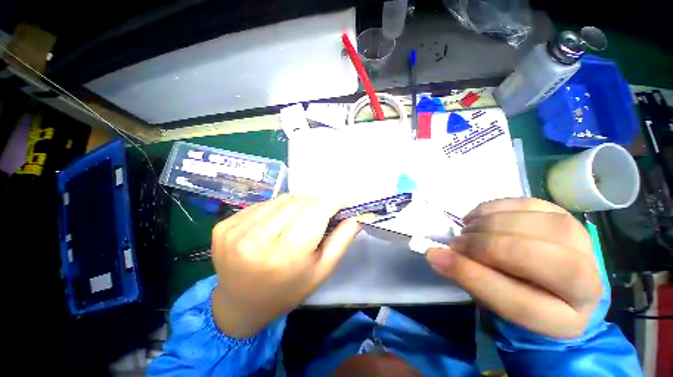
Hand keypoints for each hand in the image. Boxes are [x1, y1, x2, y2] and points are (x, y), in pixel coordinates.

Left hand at [210, 194, 360, 337]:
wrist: (240, 305)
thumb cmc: (288, 290)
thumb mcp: (321, 270)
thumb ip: (342, 240)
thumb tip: (355, 215)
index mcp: (286, 254)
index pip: (316, 210)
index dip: (333, 201)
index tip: (343, 202)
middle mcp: (257, 238)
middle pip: (299, 201)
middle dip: (317, 202)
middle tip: (324, 211)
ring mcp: (236, 230)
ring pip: (281, 199)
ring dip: (297, 203)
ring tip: (300, 217)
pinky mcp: (224, 225)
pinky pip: (263, 204)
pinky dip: (277, 208)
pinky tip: (277, 222)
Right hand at [426, 198, 601, 338]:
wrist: (549, 278)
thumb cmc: (516, 293)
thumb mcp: (491, 297)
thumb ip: (467, 277)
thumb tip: (435, 254)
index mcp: (566, 321)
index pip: (522, 302)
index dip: (474, 276)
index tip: (437, 256)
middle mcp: (588, 284)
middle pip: (543, 259)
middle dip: (489, 246)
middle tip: (457, 242)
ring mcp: (584, 244)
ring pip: (541, 226)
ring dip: (491, 224)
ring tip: (467, 229)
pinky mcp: (567, 216)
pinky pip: (531, 203)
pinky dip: (496, 207)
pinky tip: (478, 217)